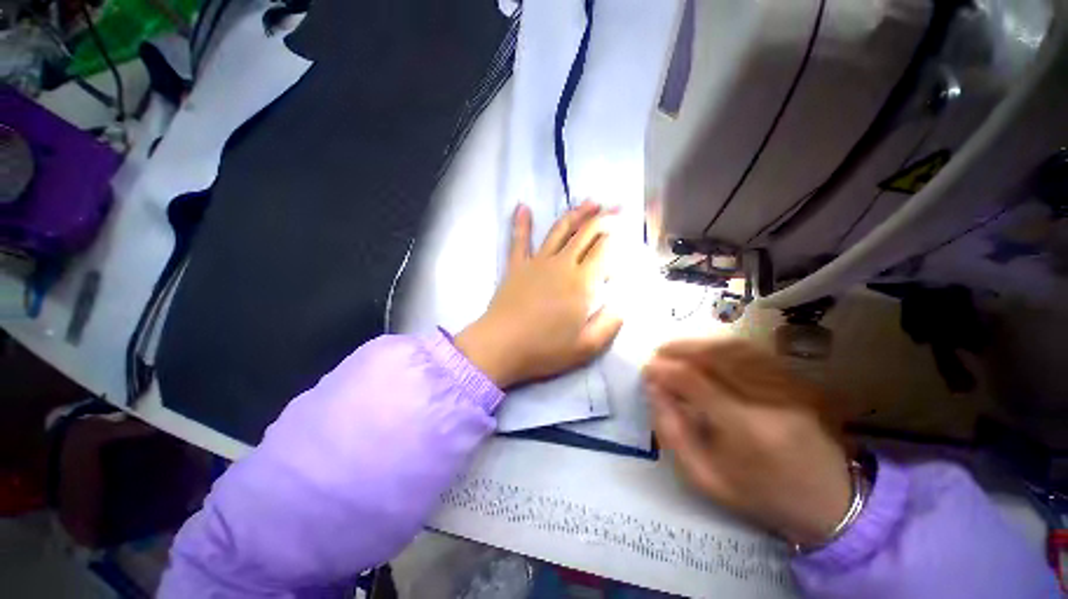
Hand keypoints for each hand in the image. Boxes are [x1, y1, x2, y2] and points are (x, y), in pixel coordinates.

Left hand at [455, 202, 623, 388]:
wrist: (501, 346)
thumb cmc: (544, 349)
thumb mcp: (586, 347)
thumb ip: (609, 324)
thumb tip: (624, 304)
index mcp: (582, 283)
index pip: (604, 252)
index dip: (617, 238)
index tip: (627, 228)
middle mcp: (562, 265)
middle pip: (585, 235)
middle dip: (604, 218)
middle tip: (617, 207)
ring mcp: (537, 262)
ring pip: (559, 231)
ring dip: (576, 214)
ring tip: (590, 202)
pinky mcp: (516, 266)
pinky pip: (519, 240)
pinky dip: (521, 223)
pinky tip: (522, 206)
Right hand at [643, 338, 851, 545]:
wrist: (830, 501)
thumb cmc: (761, 495)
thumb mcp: (705, 477)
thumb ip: (672, 432)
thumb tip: (653, 390)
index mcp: (745, 428)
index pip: (695, 381)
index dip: (665, 370)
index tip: (646, 370)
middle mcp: (768, 399)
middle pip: (715, 356)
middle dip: (679, 349)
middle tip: (657, 354)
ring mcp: (788, 386)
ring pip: (734, 348)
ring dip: (697, 344)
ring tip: (675, 349)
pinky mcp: (797, 380)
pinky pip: (752, 352)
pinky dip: (721, 346)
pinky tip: (705, 351)